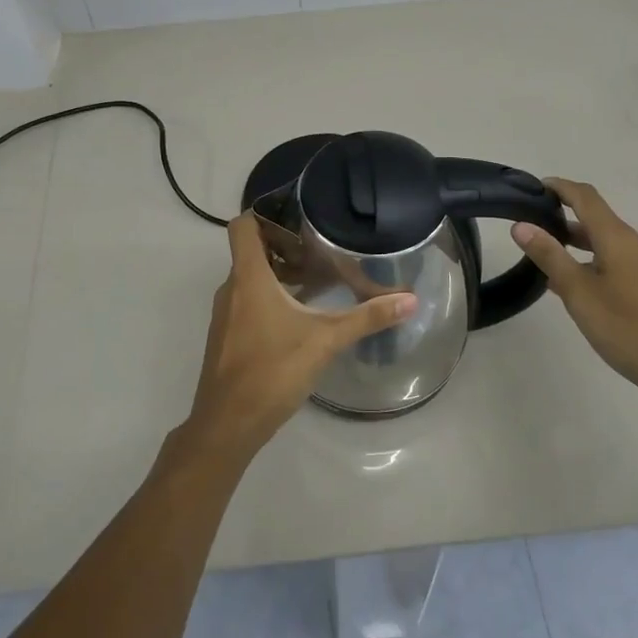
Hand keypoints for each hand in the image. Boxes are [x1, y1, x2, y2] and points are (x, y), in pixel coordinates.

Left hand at [184, 213, 416, 456]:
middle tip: (320, 245)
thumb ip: (367, 318)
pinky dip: (270, 297)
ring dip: (279, 273)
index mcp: (248, 277)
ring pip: (250, 278)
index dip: (264, 212)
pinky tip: (300, 315)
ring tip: (317, 278)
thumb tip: (410, 299)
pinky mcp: (227, 336)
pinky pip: (247, 301)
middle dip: (284, 244)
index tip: (297, 214)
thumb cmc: (272, 371)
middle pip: (251, 250)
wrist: (227, 425)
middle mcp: (232, 288)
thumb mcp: (325, 341)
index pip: (243, 226)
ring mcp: (226, 314)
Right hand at [512, 178, 637, 402]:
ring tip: (549, 261)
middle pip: (598, 220)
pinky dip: (595, 264)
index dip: (560, 187)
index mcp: (619, 238)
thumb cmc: (628, 329)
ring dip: (579, 245)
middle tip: (533, 229)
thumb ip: (550, 256)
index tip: (534, 187)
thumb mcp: (579, 292)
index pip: (586, 198)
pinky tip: (581, 288)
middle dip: (565, 219)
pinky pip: (620, 263)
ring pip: (609, 244)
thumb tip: (521, 225)